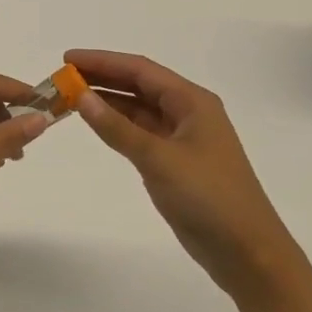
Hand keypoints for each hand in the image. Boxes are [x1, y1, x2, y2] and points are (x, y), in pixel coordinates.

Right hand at [67, 50, 291, 296]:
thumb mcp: (158, 159)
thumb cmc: (208, 198)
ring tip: (71, 97)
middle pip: (139, 85)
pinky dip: (118, 125)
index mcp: (192, 101)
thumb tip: (81, 96)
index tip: (68, 58)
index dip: (102, 61)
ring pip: (139, 109)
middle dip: (102, 78)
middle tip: (63, 77)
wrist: (248, 253)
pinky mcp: (177, 162)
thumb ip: (117, 128)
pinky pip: (141, 132)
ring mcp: (183, 138)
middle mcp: (189, 112)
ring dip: (108, 102)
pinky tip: (96, 123)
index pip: (140, 70)